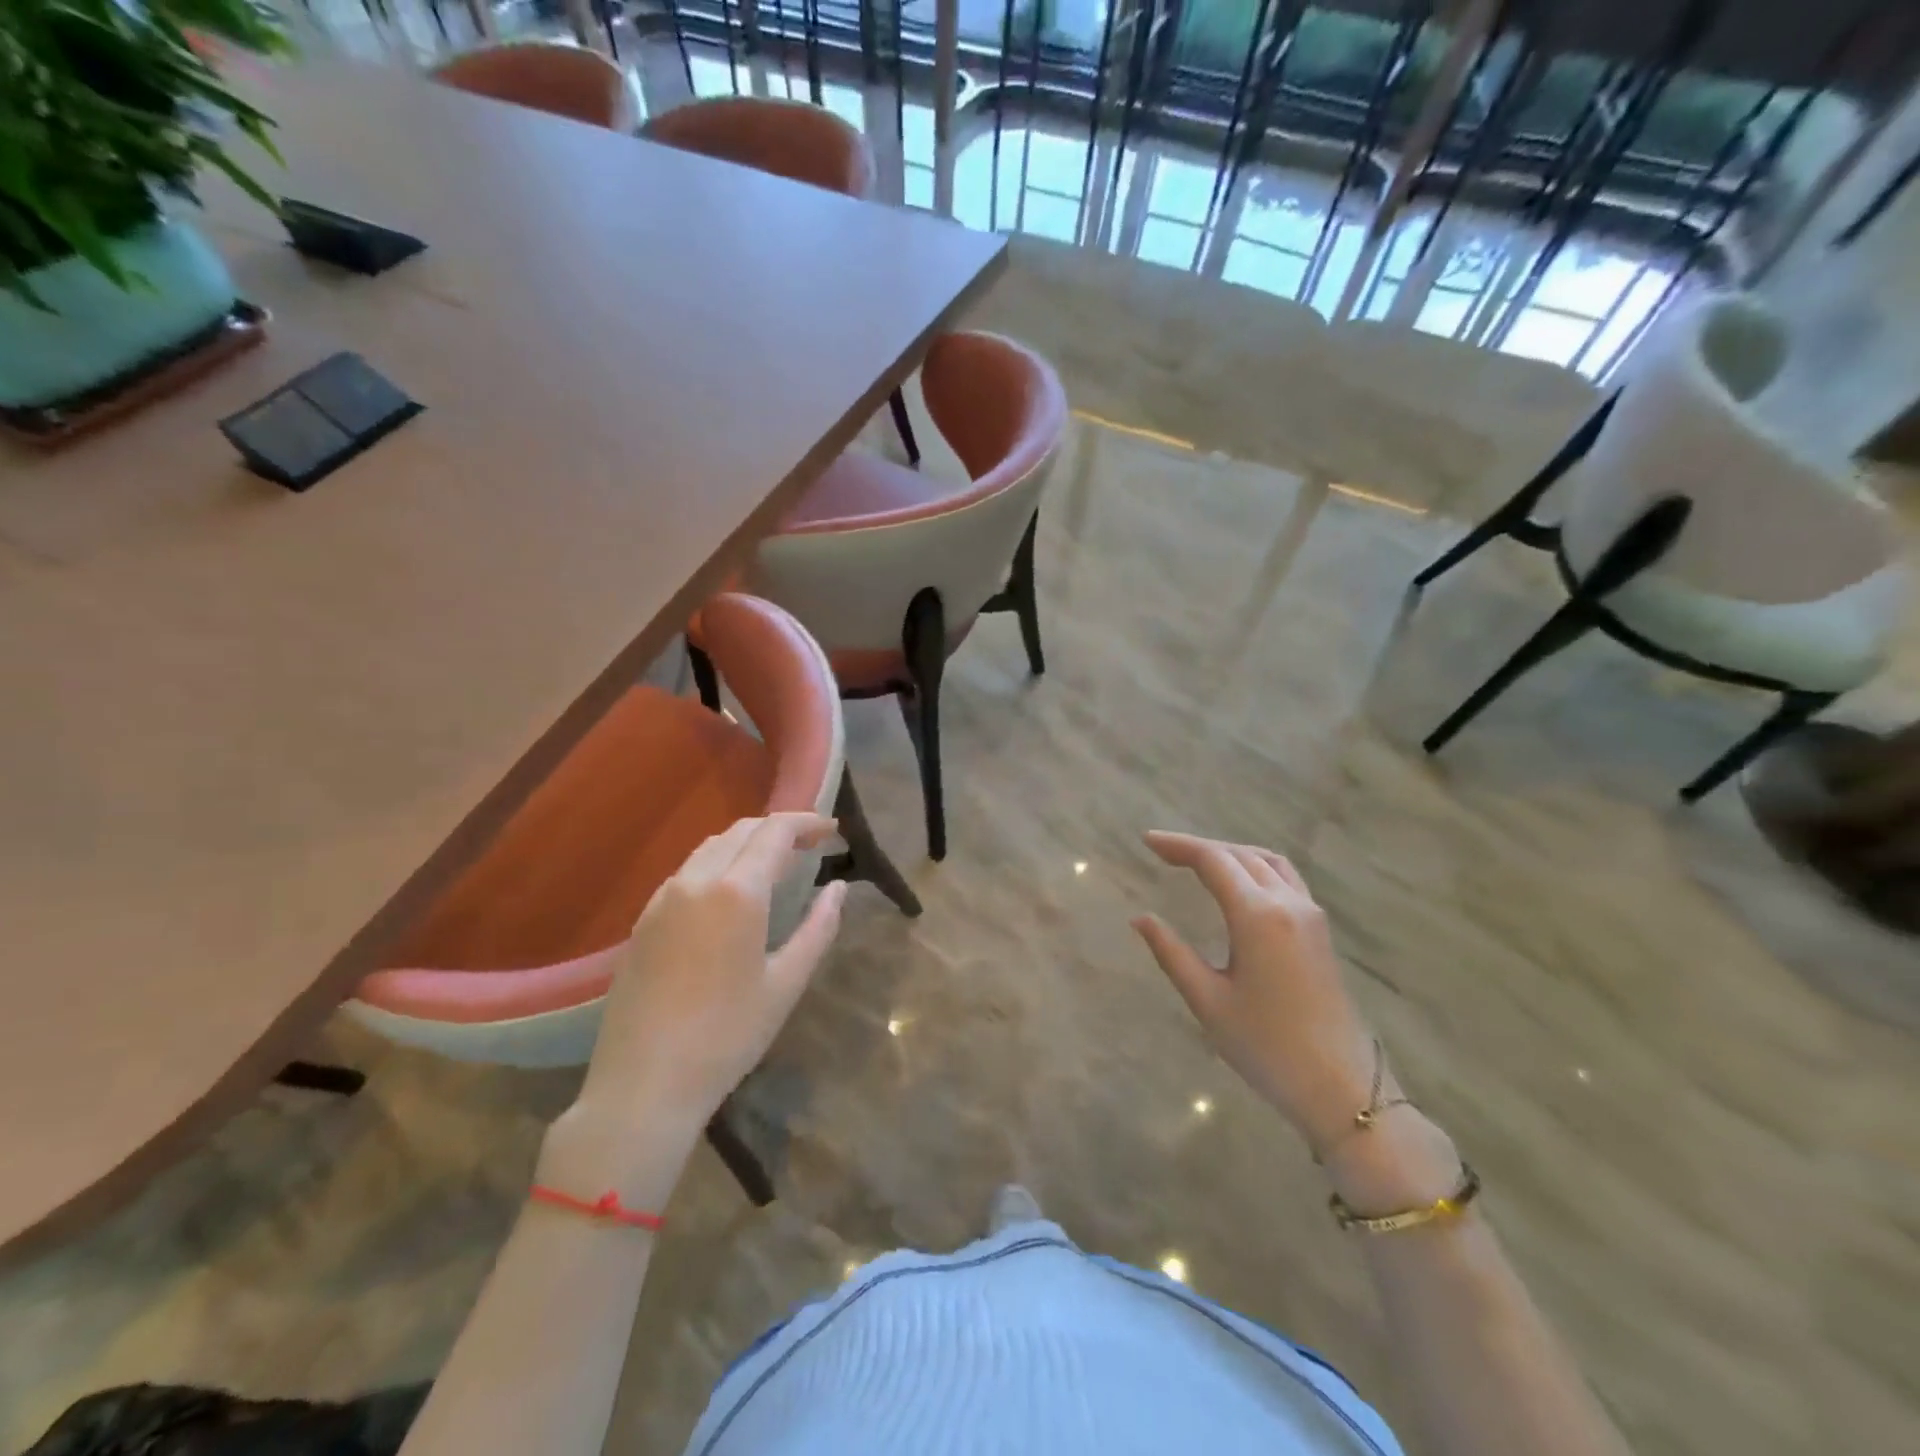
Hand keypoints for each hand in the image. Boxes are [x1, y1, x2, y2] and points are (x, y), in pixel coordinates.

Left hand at [551, 813, 844, 1176]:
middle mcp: (695, 881)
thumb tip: (838, 888)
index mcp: (736, 892)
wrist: (643, 1085)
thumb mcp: (786, 984)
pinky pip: (688, 872)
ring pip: (710, 848)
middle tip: (811, 844)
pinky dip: (719, 864)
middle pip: (741, 831)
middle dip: (779, 828)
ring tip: (776, 864)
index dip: (806, 822)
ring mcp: (662, 899)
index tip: (832, 829)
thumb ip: (818, 927)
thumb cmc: (726, 1036)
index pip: (774, 832)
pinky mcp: (643, 920)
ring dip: (747, 843)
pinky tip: (732, 894)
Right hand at [1132, 831, 1383, 1158]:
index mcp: (1257, 916)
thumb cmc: (1266, 1047)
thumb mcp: (1208, 1001)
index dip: (1178, 845)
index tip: (1146, 841)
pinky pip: (1285, 878)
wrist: (1341, 1088)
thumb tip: (1141, 919)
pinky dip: (1255, 866)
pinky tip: (1239, 884)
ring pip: (1267, 861)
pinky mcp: (1319, 931)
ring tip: (1197, 861)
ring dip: (1230, 853)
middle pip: (1240, 854)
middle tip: (1162, 852)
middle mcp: (1288, 903)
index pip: (1213, 861)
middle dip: (1199, 847)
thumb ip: (1172, 953)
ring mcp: (1310, 915)